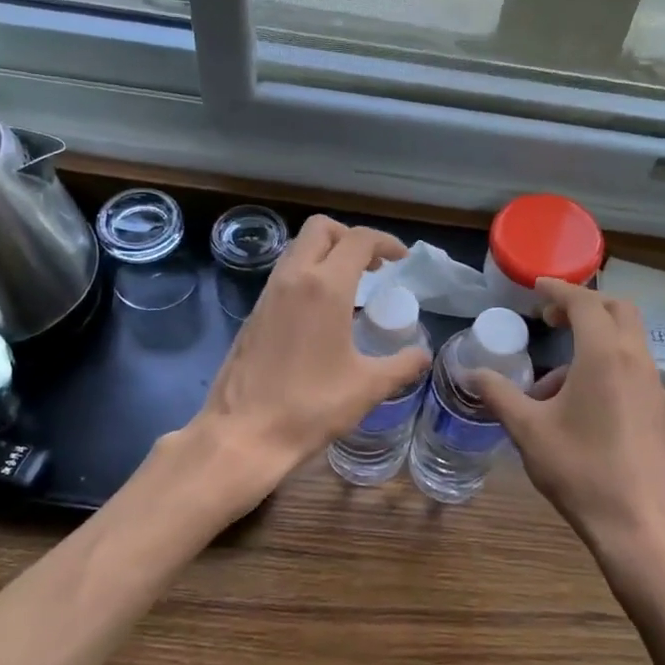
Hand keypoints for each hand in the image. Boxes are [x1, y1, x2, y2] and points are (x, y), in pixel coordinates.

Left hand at [191, 215, 429, 498]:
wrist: (242, 434)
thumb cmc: (310, 407)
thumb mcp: (367, 387)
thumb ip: (401, 365)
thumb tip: (422, 354)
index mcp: (325, 287)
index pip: (358, 240)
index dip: (385, 242)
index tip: (401, 259)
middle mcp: (293, 279)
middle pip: (321, 229)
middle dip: (350, 237)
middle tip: (374, 265)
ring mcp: (268, 294)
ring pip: (298, 249)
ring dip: (327, 254)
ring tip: (351, 286)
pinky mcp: (254, 314)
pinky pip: (285, 275)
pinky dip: (308, 275)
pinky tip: (322, 312)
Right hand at [474, 278, 664, 572]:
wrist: (640, 525)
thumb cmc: (580, 470)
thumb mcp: (528, 430)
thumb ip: (500, 395)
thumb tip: (473, 373)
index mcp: (605, 356)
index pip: (585, 302)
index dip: (559, 289)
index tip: (536, 287)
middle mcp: (636, 361)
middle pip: (618, 311)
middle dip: (584, 306)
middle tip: (551, 319)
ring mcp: (654, 386)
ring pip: (627, 341)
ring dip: (593, 341)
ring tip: (551, 381)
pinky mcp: (659, 411)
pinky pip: (632, 369)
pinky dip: (606, 365)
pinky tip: (578, 406)